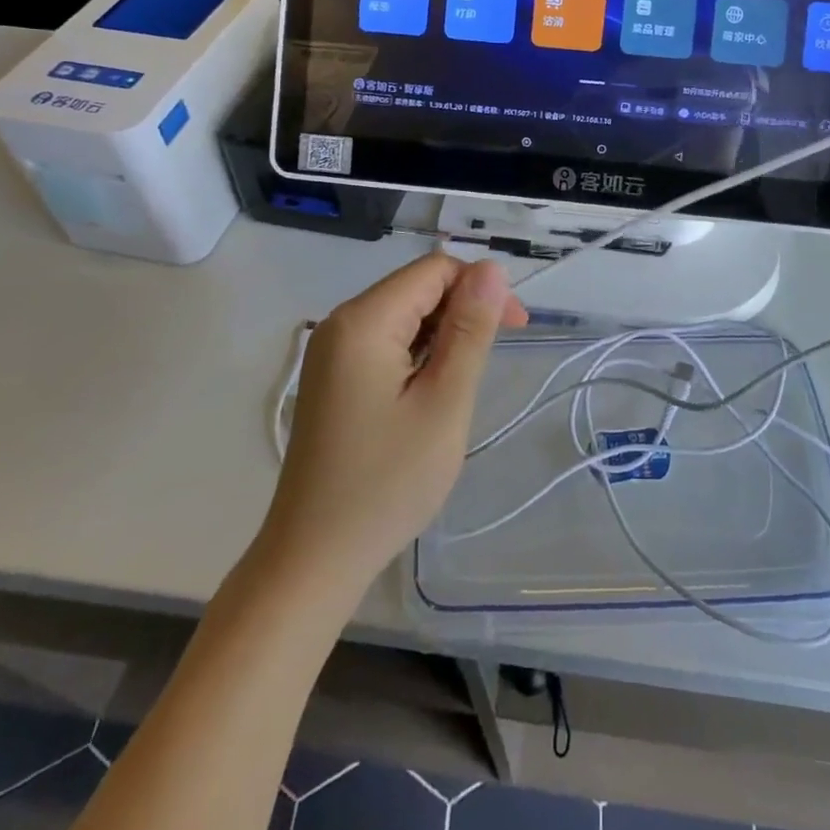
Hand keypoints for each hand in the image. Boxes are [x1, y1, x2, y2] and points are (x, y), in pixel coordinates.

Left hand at [257, 253, 526, 598]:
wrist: (314, 559)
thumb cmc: (387, 483)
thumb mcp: (444, 402)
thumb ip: (470, 330)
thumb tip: (491, 269)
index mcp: (364, 321)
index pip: (435, 269)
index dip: (481, 287)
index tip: (516, 327)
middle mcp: (340, 323)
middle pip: (417, 288)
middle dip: (462, 311)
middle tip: (490, 364)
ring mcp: (332, 352)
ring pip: (404, 316)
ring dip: (442, 336)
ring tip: (458, 387)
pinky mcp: (333, 378)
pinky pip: (386, 343)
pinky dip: (418, 356)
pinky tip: (429, 394)